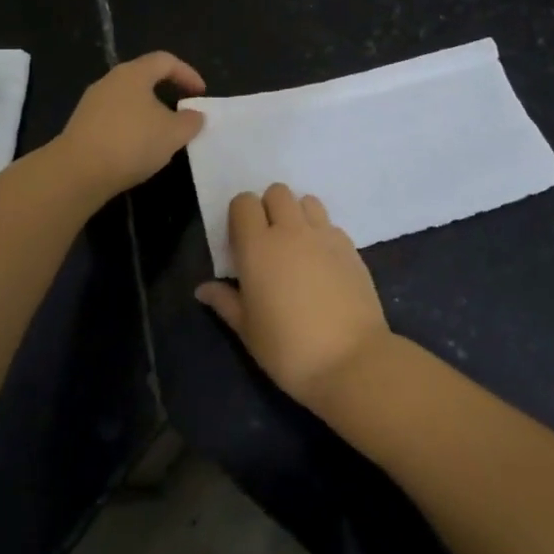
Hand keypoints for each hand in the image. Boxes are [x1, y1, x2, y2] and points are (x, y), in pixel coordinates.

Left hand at [55, 52, 206, 198]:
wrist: (77, 172)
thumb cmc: (131, 142)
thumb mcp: (173, 133)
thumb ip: (190, 121)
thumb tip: (195, 115)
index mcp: (133, 74)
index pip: (165, 61)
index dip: (187, 73)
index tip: (200, 93)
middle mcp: (110, 81)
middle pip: (144, 78)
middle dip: (166, 93)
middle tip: (182, 112)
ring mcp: (91, 103)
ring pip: (128, 100)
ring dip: (148, 113)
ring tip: (162, 135)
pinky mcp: (81, 125)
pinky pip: (114, 119)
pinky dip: (131, 128)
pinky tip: (137, 150)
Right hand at [195, 184, 394, 412]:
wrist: (351, 361)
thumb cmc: (288, 349)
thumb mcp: (248, 330)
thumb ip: (225, 302)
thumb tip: (203, 289)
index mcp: (258, 246)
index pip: (243, 203)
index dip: (240, 216)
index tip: (241, 242)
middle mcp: (291, 231)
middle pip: (277, 192)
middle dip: (269, 208)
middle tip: (268, 242)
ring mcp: (324, 235)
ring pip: (307, 201)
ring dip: (298, 215)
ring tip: (297, 247)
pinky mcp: (350, 247)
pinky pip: (330, 224)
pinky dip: (321, 233)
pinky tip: (322, 263)